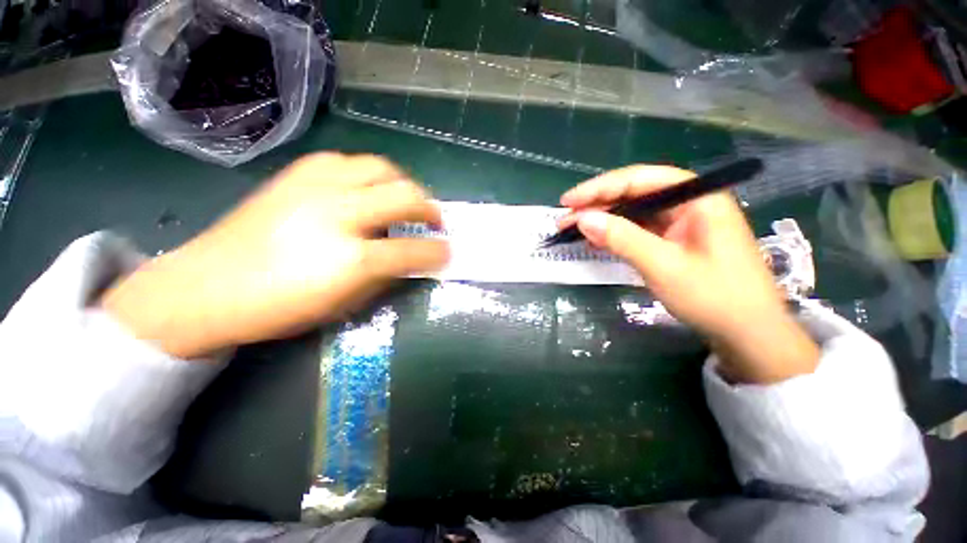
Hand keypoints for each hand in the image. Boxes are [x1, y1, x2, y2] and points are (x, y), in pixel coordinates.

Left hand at [102, 153, 448, 358]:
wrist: (206, 286)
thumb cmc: (279, 307)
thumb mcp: (344, 304)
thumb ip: (385, 278)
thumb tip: (411, 260)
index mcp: (350, 258)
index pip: (413, 249)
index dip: (438, 252)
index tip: (448, 252)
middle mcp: (338, 213)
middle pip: (405, 195)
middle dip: (430, 208)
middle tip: (434, 220)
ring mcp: (316, 186)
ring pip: (381, 167)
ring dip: (402, 185)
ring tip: (404, 201)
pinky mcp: (297, 173)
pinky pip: (348, 161)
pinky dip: (368, 175)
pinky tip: (365, 190)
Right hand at [560, 165, 817, 383]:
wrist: (747, 333)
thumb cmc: (713, 296)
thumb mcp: (662, 265)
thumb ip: (621, 238)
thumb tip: (582, 219)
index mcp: (697, 197)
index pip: (639, 179)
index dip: (599, 188)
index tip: (568, 201)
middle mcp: (689, 203)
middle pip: (634, 193)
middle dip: (597, 204)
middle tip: (564, 218)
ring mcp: (681, 222)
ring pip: (633, 212)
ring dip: (602, 219)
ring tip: (573, 228)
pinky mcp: (673, 240)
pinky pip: (638, 229)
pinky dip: (615, 234)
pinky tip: (595, 239)